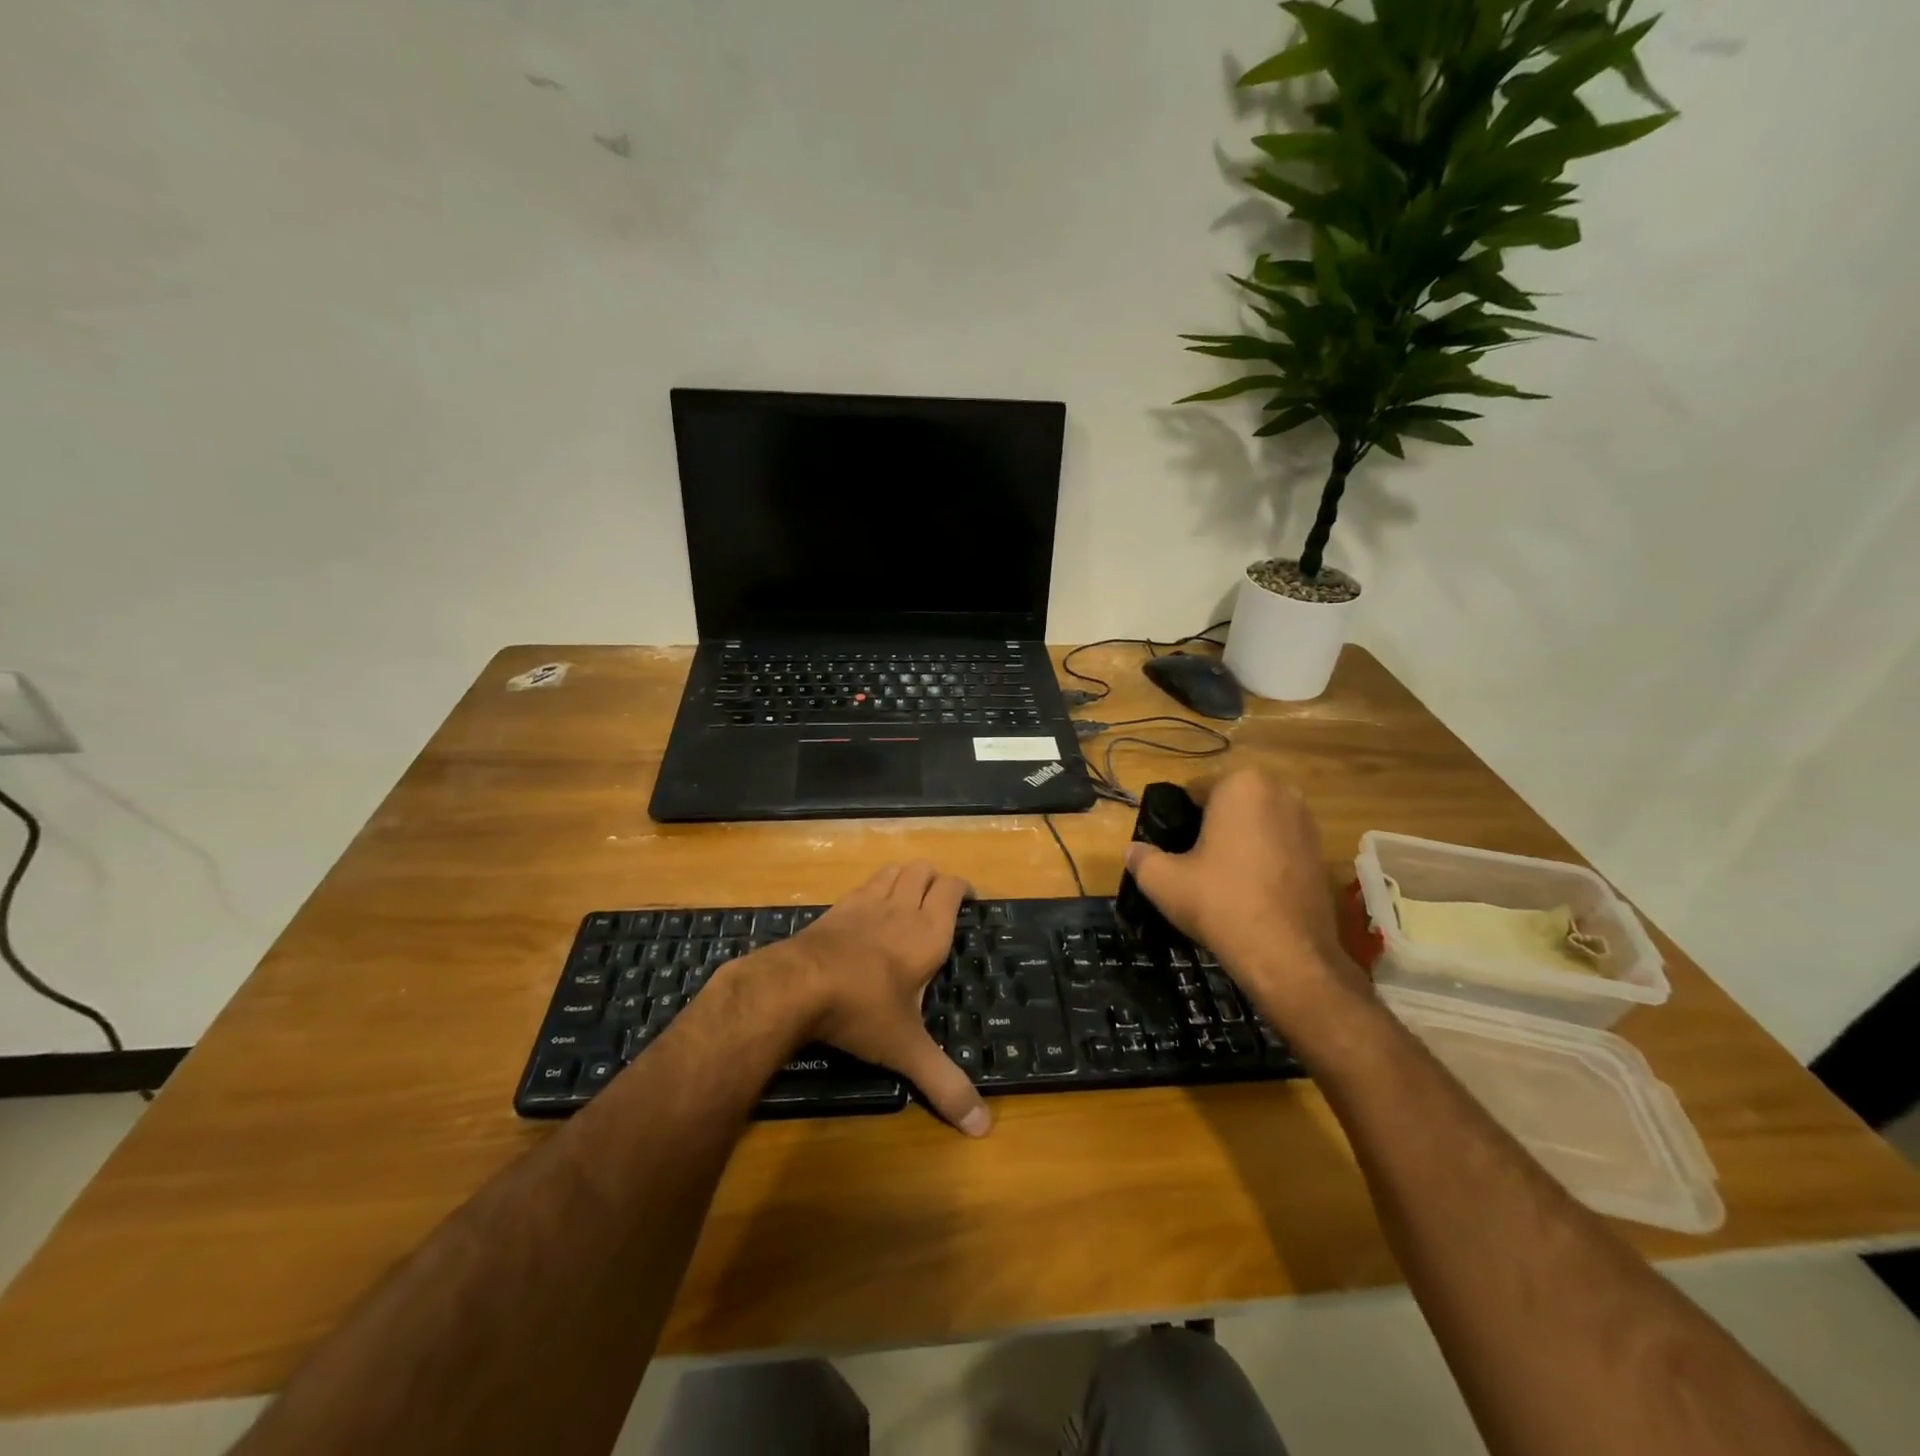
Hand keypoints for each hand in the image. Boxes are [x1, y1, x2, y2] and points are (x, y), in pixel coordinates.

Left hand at [783, 862, 990, 1136]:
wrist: (796, 985)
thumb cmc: (862, 1009)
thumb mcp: (907, 1049)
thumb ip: (944, 1084)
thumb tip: (983, 1129)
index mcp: (928, 932)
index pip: (953, 889)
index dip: (964, 889)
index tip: (970, 900)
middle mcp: (900, 907)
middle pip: (924, 869)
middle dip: (935, 880)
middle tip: (940, 904)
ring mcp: (865, 903)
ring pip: (893, 870)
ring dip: (905, 878)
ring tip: (908, 901)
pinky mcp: (836, 908)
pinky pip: (864, 885)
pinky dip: (875, 889)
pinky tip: (868, 915)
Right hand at [1123, 769, 1367, 1024]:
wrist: (1288, 955)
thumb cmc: (1220, 903)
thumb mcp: (1162, 881)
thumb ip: (1141, 858)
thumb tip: (1132, 851)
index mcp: (1241, 784)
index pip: (1196, 790)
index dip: (1178, 818)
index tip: (1170, 847)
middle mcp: (1280, 791)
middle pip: (1229, 803)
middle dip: (1211, 825)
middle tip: (1192, 861)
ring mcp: (1306, 822)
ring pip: (1256, 823)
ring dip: (1238, 840)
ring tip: (1220, 877)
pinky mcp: (1321, 852)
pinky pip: (1279, 844)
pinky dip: (1263, 858)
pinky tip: (1249, 889)